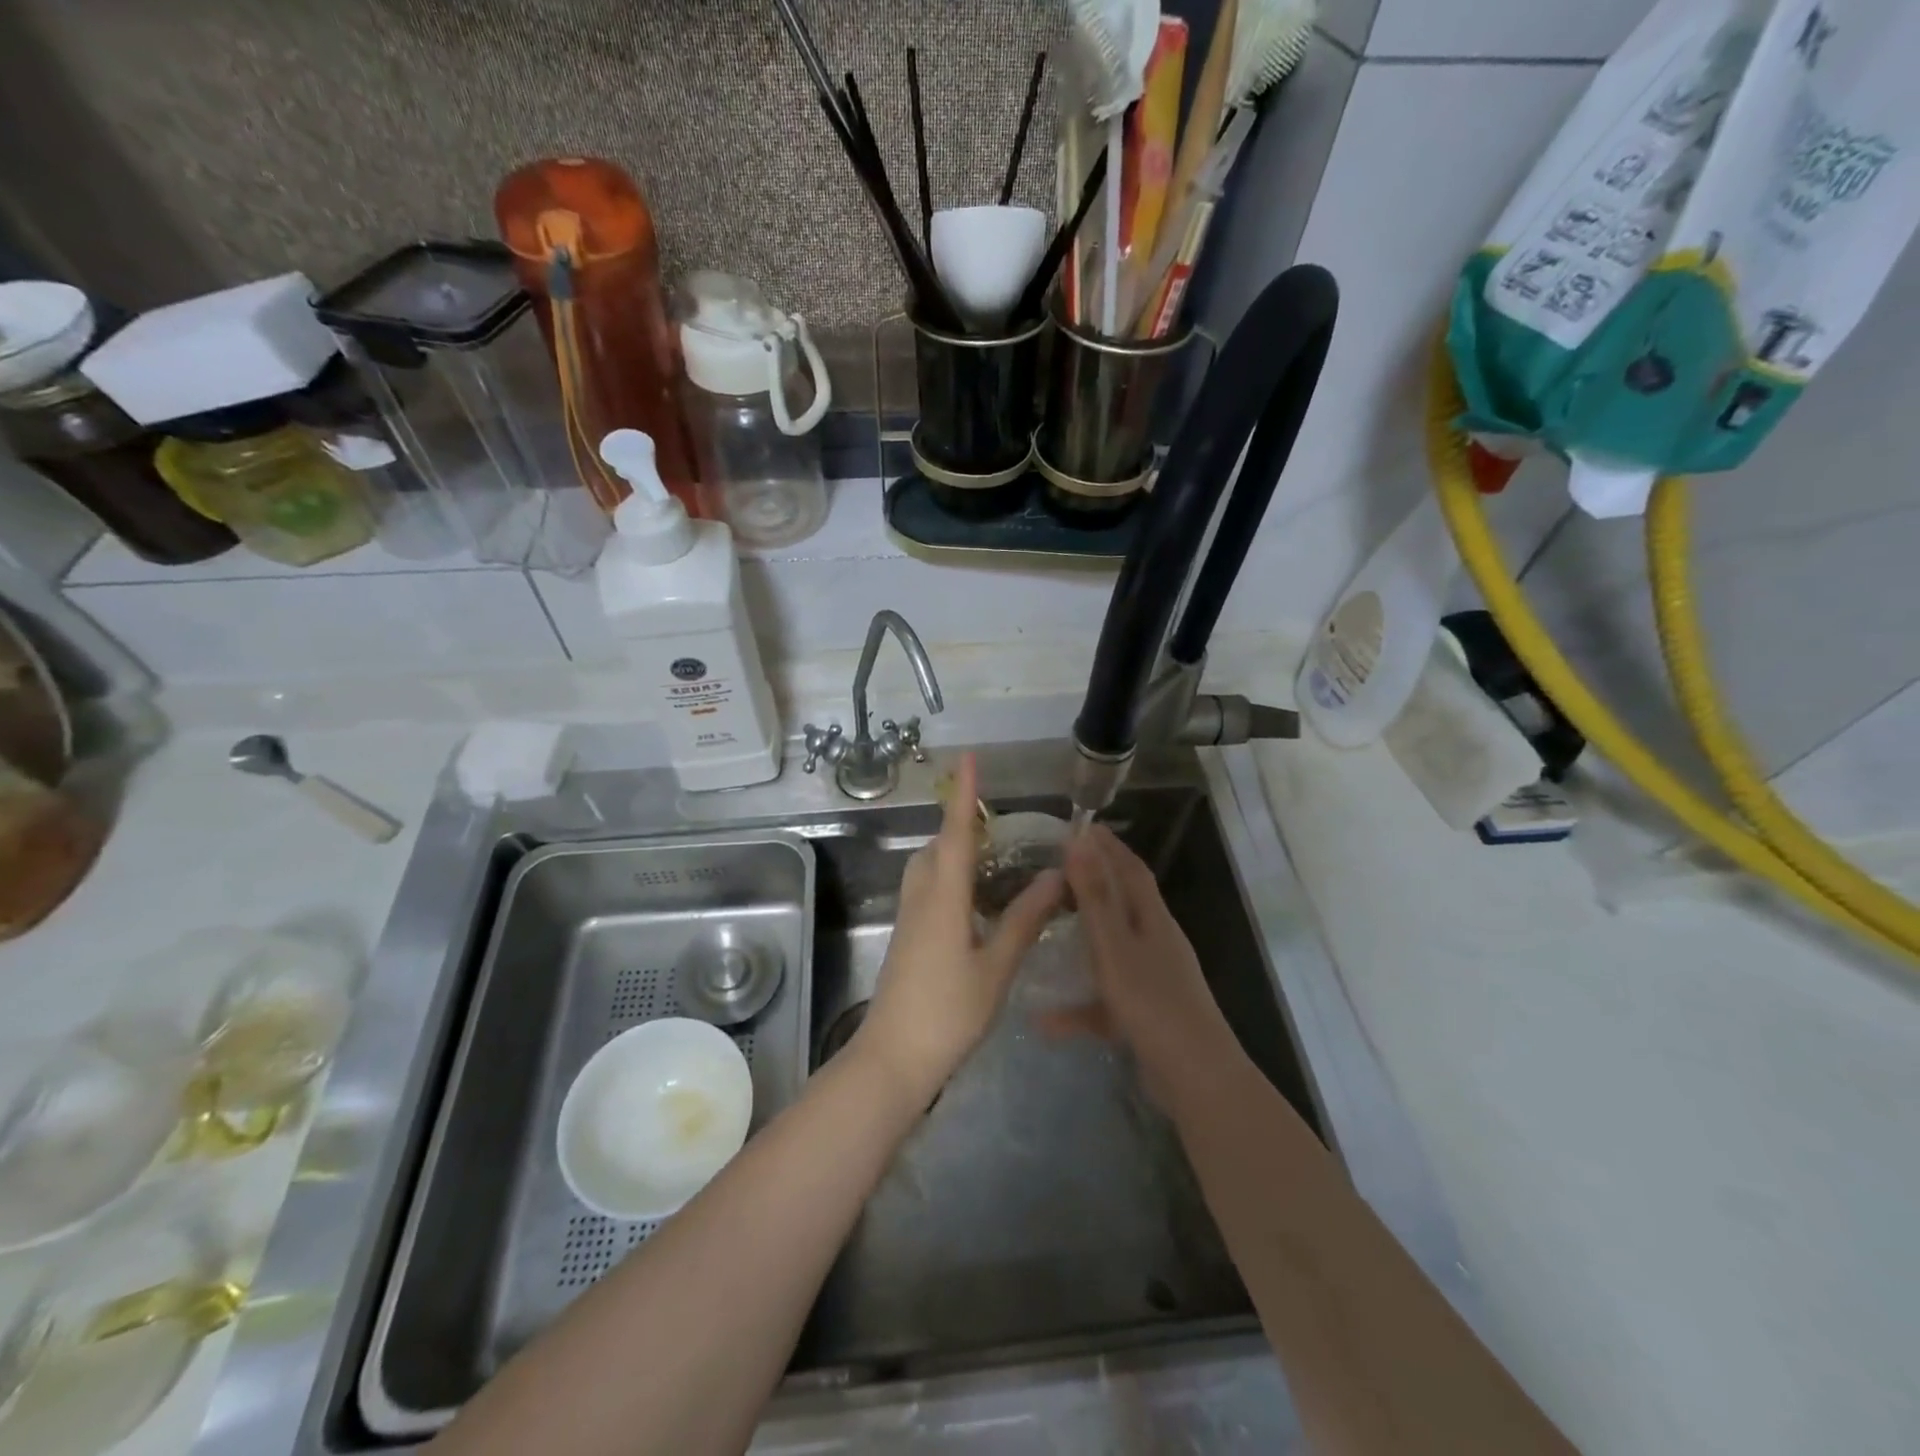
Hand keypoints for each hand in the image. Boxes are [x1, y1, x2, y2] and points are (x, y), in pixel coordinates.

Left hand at [856, 753, 1063, 1104]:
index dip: (963, 795)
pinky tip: (974, 900)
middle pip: (937, 847)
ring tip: (991, 856)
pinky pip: (927, 890)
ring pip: (928, 868)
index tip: (968, 759)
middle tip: (997, 821)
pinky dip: (949, 877)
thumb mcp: (995, 968)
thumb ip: (1024, 920)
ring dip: (953, 851)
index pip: (955, 834)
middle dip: (961, 824)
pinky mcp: (907, 938)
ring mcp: (909, 919)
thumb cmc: (948, 1013)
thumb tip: (1054, 877)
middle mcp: (920, 898)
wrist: (892, 1058)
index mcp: (943, 898)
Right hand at [1060, 825, 1230, 1076]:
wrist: (1196, 1079)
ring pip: (1112, 949)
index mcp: (1153, 920)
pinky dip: (1078, 1006)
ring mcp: (1153, 980)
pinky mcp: (1145, 1015)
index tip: (1081, 825)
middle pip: (1124, 902)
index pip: (1131, 869)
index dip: (1108, 846)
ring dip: (1083, 938)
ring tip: (1050, 927)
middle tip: (1058, 868)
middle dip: (1096, 881)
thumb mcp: (1115, 946)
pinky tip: (1044, 1020)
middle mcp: (1156, 943)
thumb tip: (1079, 841)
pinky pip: (1105, 1000)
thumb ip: (1095, 896)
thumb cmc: (1152, 1004)